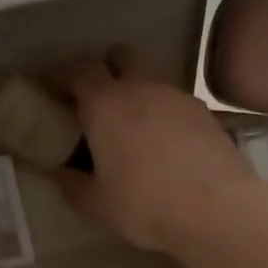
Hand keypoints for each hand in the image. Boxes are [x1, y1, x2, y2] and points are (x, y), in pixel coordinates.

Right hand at [47, 50, 261, 255]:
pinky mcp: (204, 114)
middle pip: (119, 57)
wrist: (218, 211)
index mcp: (106, 104)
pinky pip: (172, 104)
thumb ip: (70, 183)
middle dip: (103, 68)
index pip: (78, 69)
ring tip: (129, 130)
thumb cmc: (144, 204)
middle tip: (92, 98)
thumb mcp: (95, 203)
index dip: (60, 73)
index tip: (49, 86)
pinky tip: (161, 146)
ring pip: (149, 81)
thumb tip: (56, 172)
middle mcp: (141, 89)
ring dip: (134, 95)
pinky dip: (160, 115)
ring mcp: (177, 98)